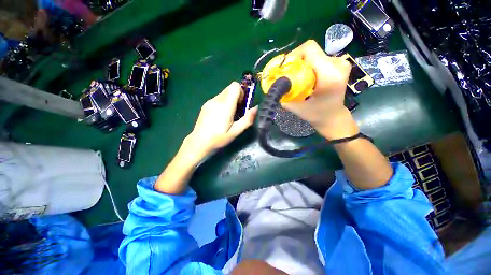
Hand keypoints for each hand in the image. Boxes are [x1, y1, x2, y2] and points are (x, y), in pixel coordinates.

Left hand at [182, 82, 257, 163]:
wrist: (199, 142)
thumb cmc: (219, 138)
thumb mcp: (235, 132)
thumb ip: (247, 120)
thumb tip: (256, 108)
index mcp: (225, 106)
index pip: (235, 86)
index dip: (241, 92)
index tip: (242, 104)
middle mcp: (217, 100)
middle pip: (230, 88)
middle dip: (237, 96)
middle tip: (237, 111)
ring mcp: (210, 101)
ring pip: (224, 93)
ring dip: (230, 100)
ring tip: (228, 114)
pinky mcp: (206, 104)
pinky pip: (218, 98)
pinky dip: (223, 102)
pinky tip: (220, 115)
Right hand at [281, 40, 358, 139]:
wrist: (333, 116)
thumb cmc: (316, 114)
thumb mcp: (296, 107)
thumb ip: (284, 94)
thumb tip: (273, 83)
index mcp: (329, 75)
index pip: (309, 49)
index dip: (294, 56)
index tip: (286, 69)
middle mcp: (338, 65)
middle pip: (311, 51)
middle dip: (296, 62)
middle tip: (289, 76)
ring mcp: (341, 63)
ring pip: (314, 54)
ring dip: (303, 65)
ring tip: (299, 78)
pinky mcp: (340, 64)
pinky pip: (319, 58)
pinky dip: (309, 66)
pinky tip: (308, 78)